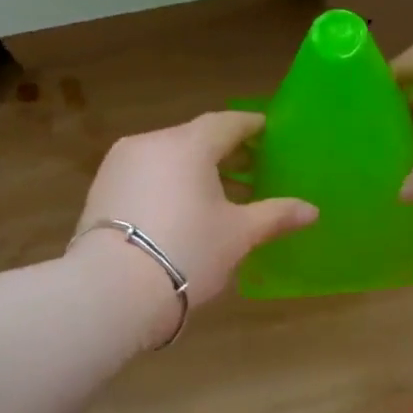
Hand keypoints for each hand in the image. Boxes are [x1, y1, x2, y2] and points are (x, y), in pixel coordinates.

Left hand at [70, 112, 316, 341]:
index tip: (267, 131)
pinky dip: (168, 183)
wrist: (113, 289)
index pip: (226, 123)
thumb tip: (311, 210)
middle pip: (194, 139)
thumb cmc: (188, 251)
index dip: (250, 127)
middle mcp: (150, 143)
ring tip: (218, 193)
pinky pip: (145, 175)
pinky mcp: (101, 190)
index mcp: (188, 145)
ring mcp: (119, 165)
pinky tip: (181, 208)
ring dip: (194, 169)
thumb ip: (275, 216)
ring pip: (166, 157)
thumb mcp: (238, 235)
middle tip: (250, 167)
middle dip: (224, 151)